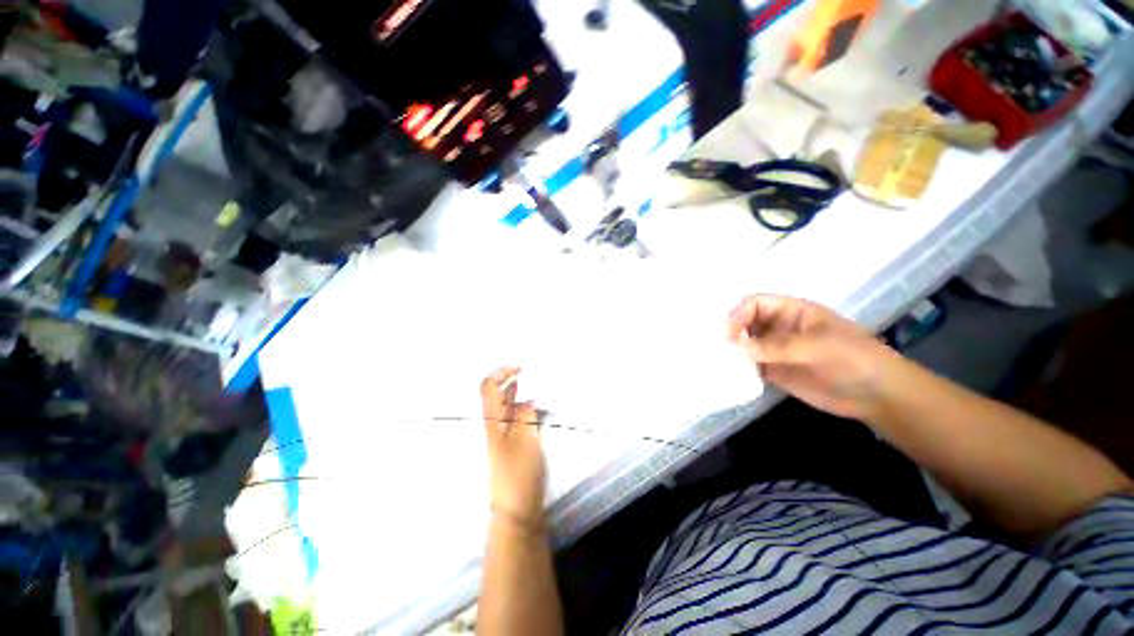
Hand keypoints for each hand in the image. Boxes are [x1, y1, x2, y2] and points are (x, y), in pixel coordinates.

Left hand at [481, 367, 546, 529]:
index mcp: (492, 420)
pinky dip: (524, 409)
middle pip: (496, 395)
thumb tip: (525, 399)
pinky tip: (536, 410)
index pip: (488, 387)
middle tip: (529, 374)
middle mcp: (494, 425)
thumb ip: (524, 412)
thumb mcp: (524, 436)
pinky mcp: (512, 447)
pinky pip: (516, 420)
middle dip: (510, 381)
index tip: (520, 369)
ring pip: (507, 408)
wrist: (515, 509)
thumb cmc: (518, 471)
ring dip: (518, 394)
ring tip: (533, 387)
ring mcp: (503, 437)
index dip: (501, 373)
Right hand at [726, 295, 899, 420]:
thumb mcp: (818, 346)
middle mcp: (778, 327)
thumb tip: (737, 346)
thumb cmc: (854, 359)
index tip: (728, 335)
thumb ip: (777, 345)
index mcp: (791, 311)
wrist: (878, 395)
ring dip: (731, 351)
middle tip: (718, 350)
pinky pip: (749, 365)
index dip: (739, 314)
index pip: (755, 303)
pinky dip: (737, 368)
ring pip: (743, 344)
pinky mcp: (774, 370)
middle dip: (730, 332)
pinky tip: (728, 375)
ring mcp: (775, 349)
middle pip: (744, 322)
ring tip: (717, 362)